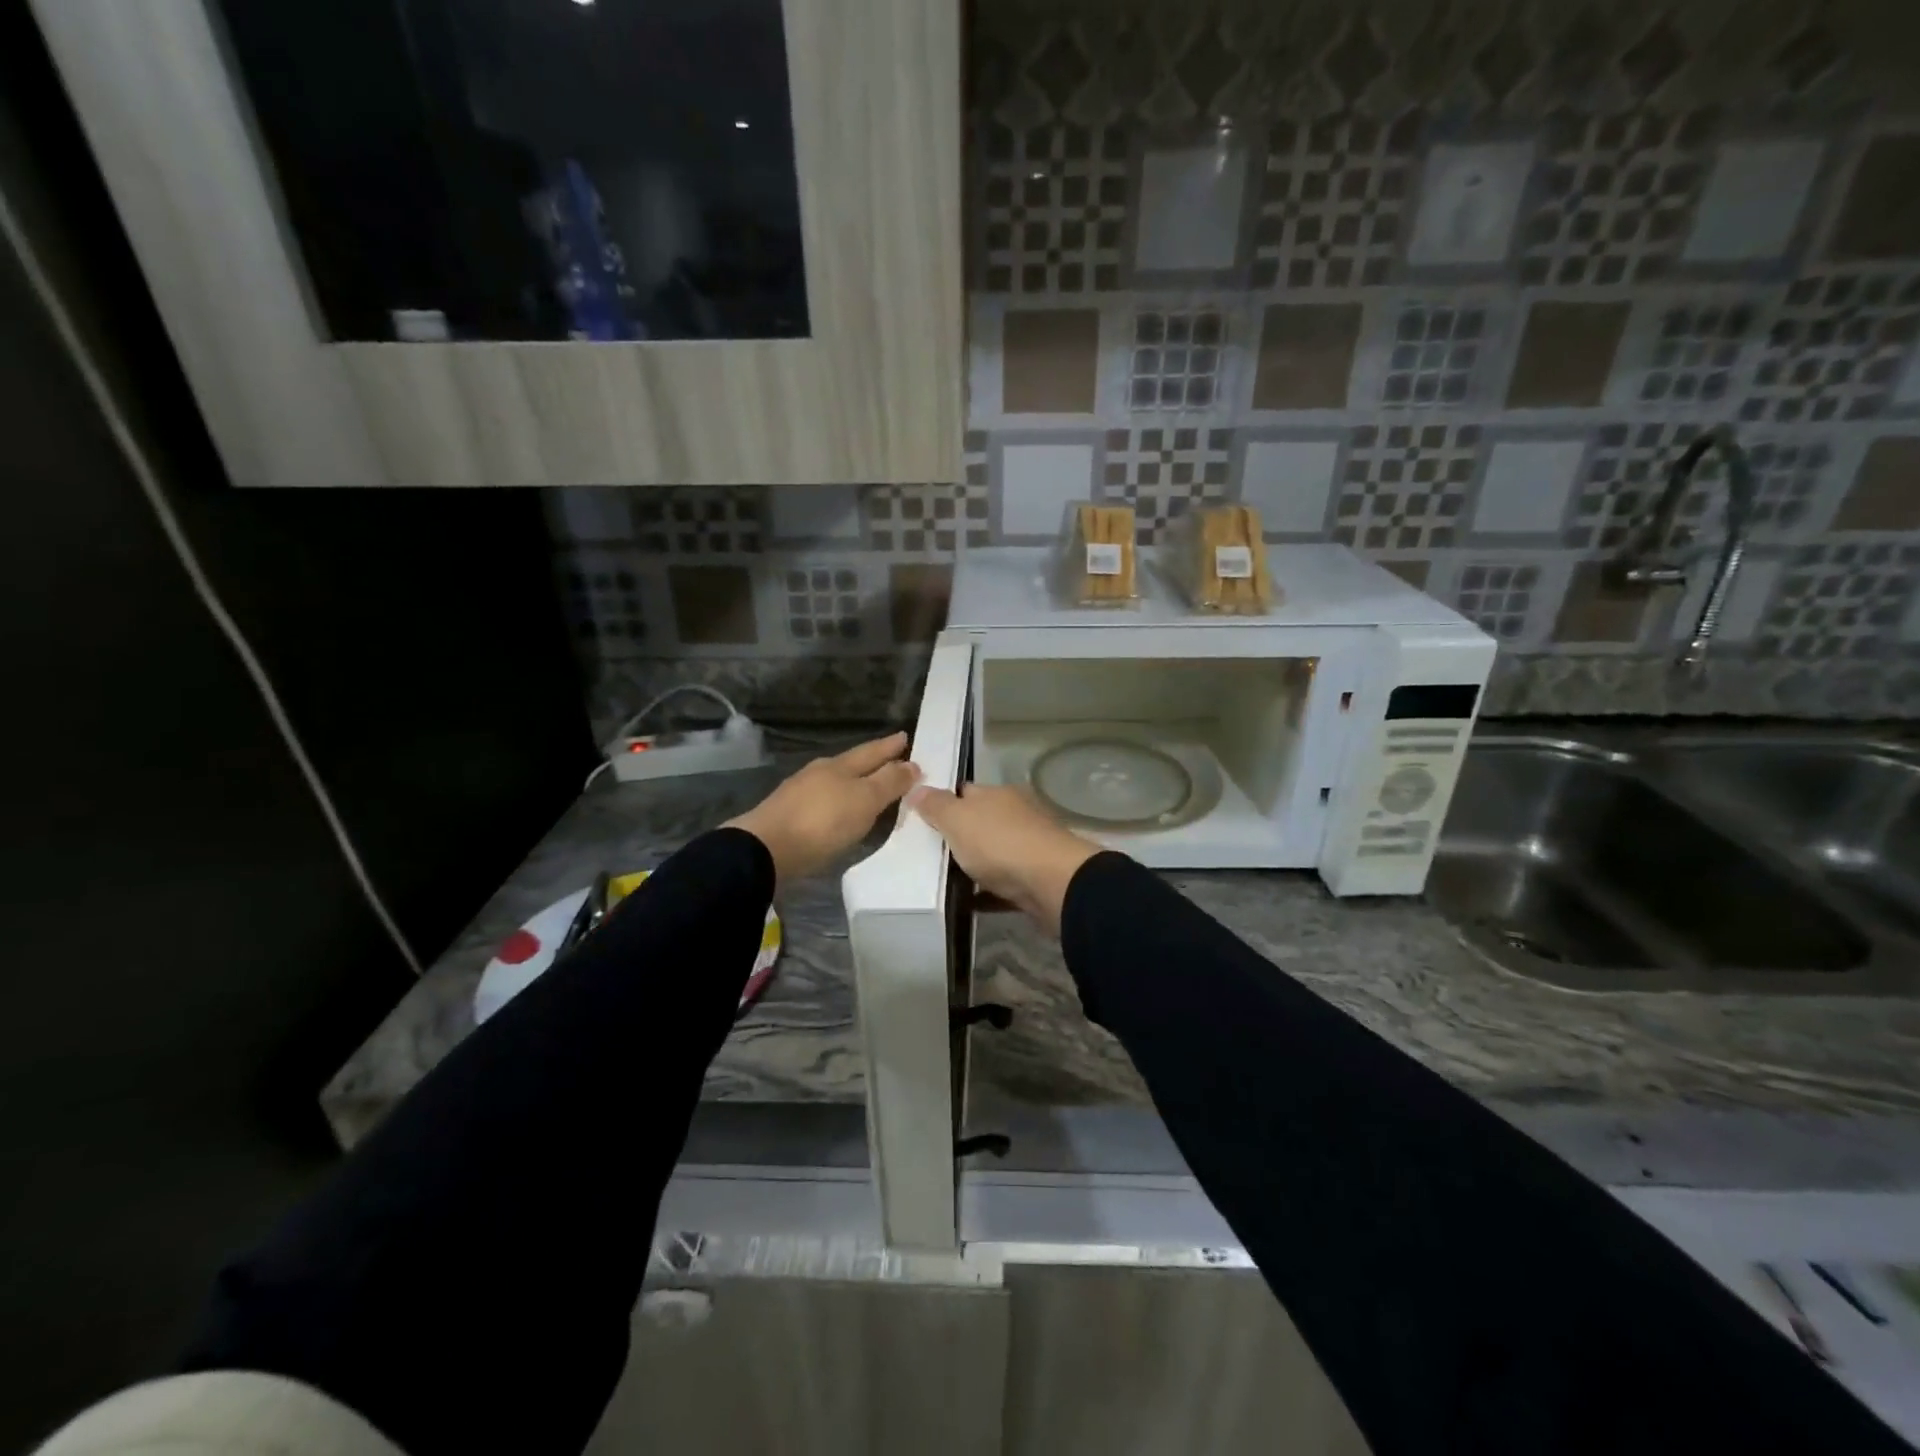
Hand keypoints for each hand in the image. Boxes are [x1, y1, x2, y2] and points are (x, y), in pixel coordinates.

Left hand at [725, 733, 920, 882]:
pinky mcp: (788, 815)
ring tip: (870, 787)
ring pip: (835, 781)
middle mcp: (819, 773)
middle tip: (893, 759)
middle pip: (852, 764)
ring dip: (855, 783)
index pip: (871, 752)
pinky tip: (841, 811)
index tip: (905, 737)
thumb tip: (912, 763)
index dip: (889, 746)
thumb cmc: (822, 822)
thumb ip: (889, 782)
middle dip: (873, 762)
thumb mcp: (864, 800)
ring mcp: (800, 793)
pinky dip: (839, 802)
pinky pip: (823, 801)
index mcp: (839, 765)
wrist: (766, 849)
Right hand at [905, 782, 1101, 934]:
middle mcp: (1016, 815)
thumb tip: (917, 788)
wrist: (1053, 884)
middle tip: (927, 852)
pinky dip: (986, 892)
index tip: (922, 818)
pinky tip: (967, 903)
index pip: (966, 791)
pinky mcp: (1035, 879)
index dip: (944, 802)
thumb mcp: (958, 819)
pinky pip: (1003, 884)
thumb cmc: (1000, 844)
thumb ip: (936, 805)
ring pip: (993, 853)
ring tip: (942, 880)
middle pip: (980, 822)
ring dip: (974, 864)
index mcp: (999, 795)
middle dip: (959, 835)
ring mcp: (1029, 847)